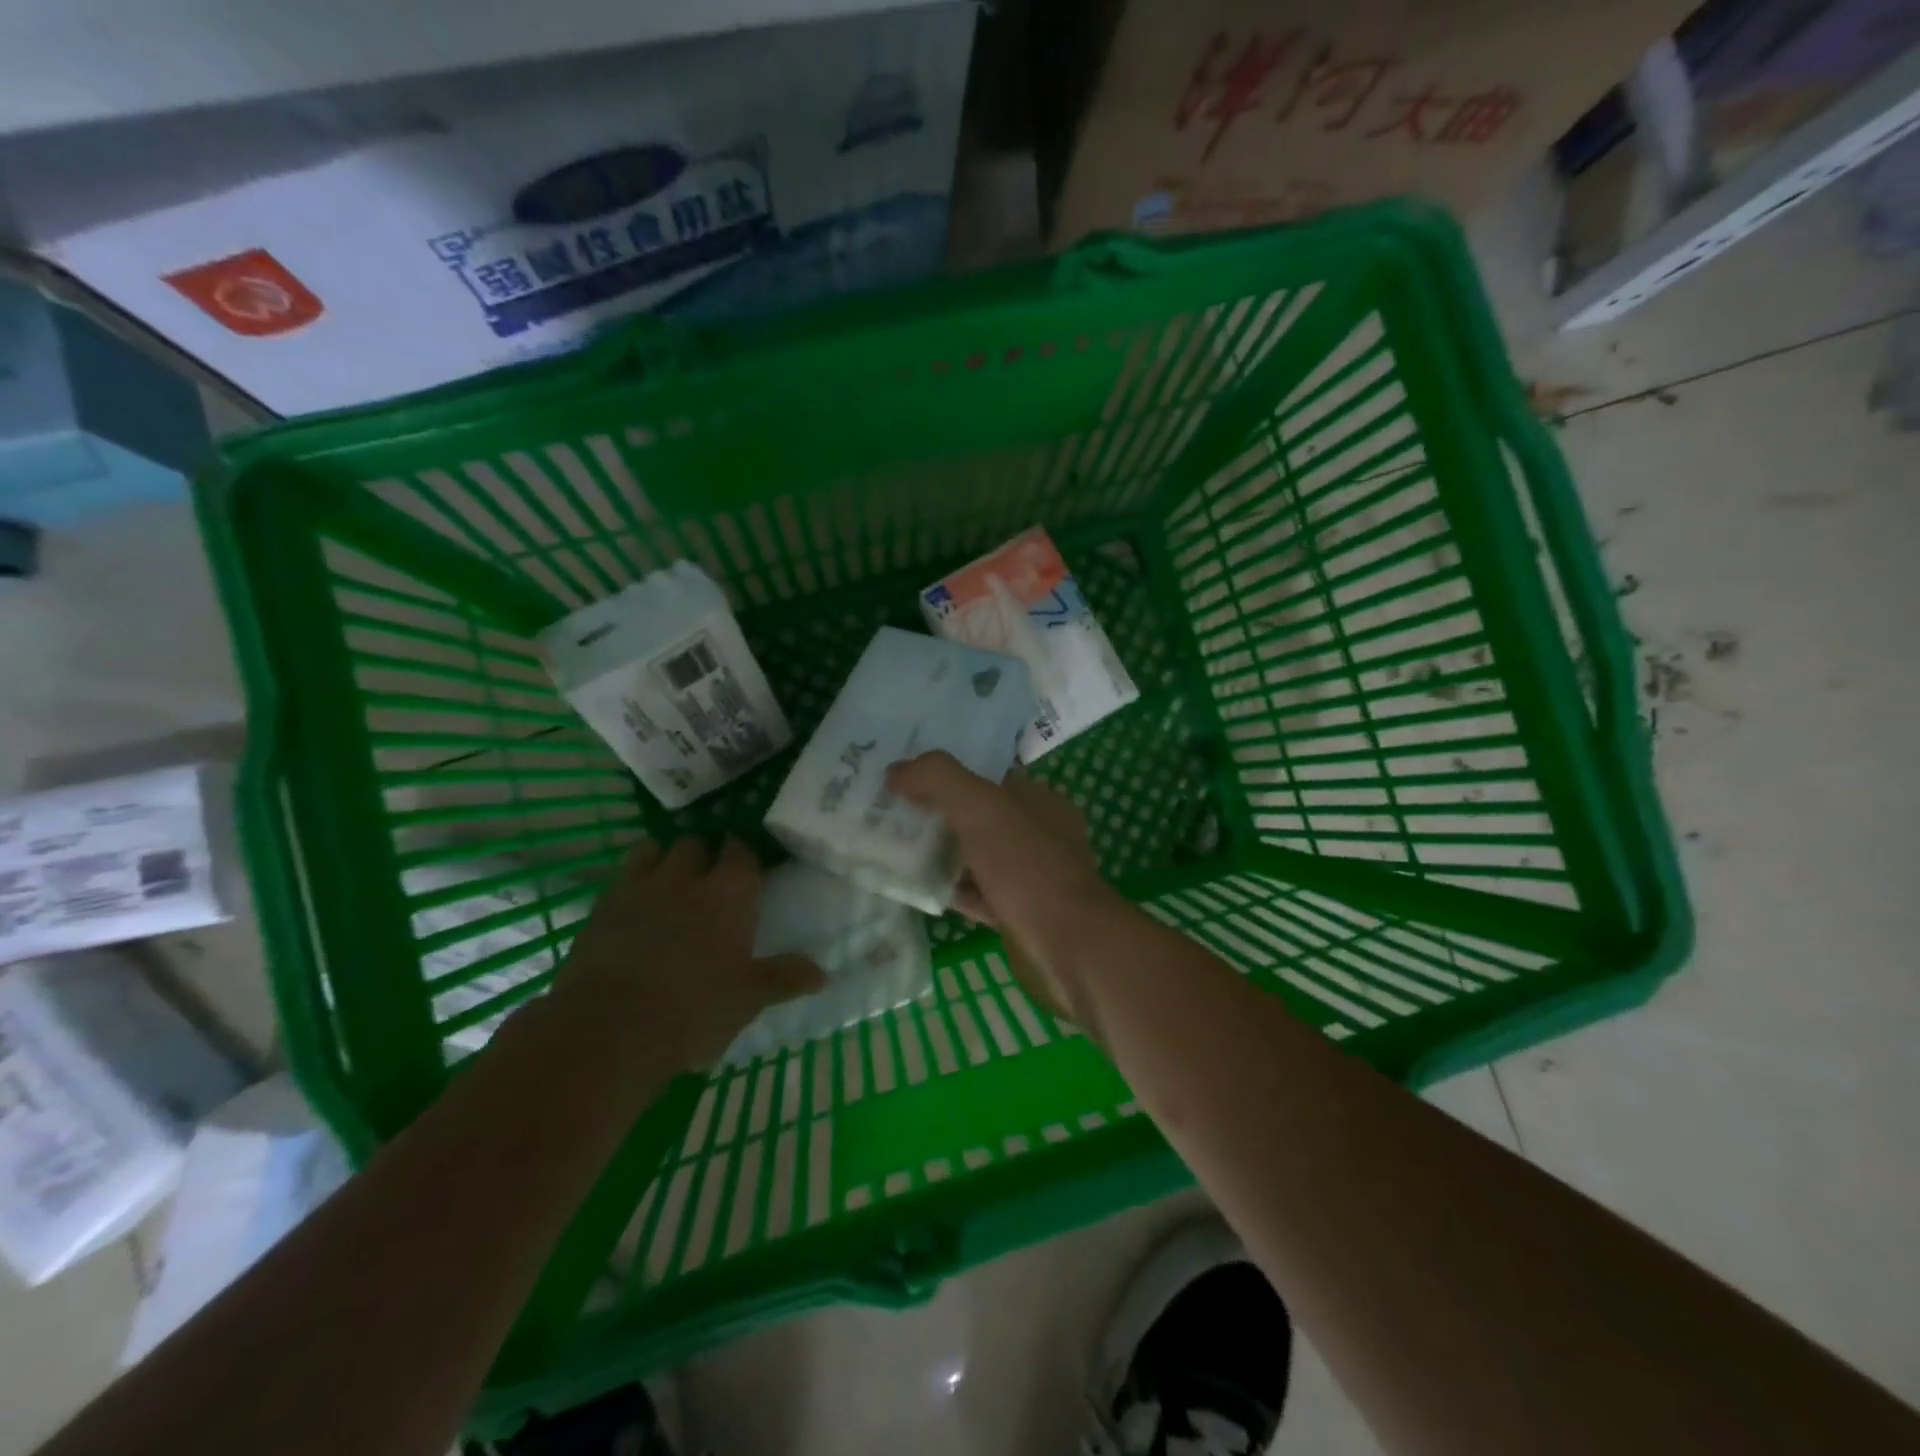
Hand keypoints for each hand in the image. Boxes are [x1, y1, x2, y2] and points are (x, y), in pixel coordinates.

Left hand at [557, 838, 824, 1071]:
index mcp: (730, 894)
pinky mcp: (602, 906)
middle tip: (708, 877)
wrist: (611, 1029)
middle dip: (703, 853)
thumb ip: (784, 978)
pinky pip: (621, 875)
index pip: (741, 852)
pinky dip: (633, 879)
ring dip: (665, 857)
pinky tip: (635, 900)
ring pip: (654, 849)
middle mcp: (687, 878)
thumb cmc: (694, 1010)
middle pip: (696, 843)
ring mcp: (640, 887)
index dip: (743, 855)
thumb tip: (824, 974)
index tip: (746, 867)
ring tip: (670, 878)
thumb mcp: (748, 998)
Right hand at [886, 752, 1122, 1025]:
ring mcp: (1029, 875)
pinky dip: (949, 890)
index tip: (906, 777)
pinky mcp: (1018, 912)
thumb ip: (938, 779)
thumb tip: (896, 770)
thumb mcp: (980, 807)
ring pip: (976, 856)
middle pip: (979, 816)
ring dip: (940, 854)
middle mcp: (1038, 833)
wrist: (1068, 944)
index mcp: (1039, 800)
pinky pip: (976, 894)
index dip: (949, 773)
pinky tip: (917, 889)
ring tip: (892, 848)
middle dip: (938, 814)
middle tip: (889, 813)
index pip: (989, 776)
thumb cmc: (1027, 865)